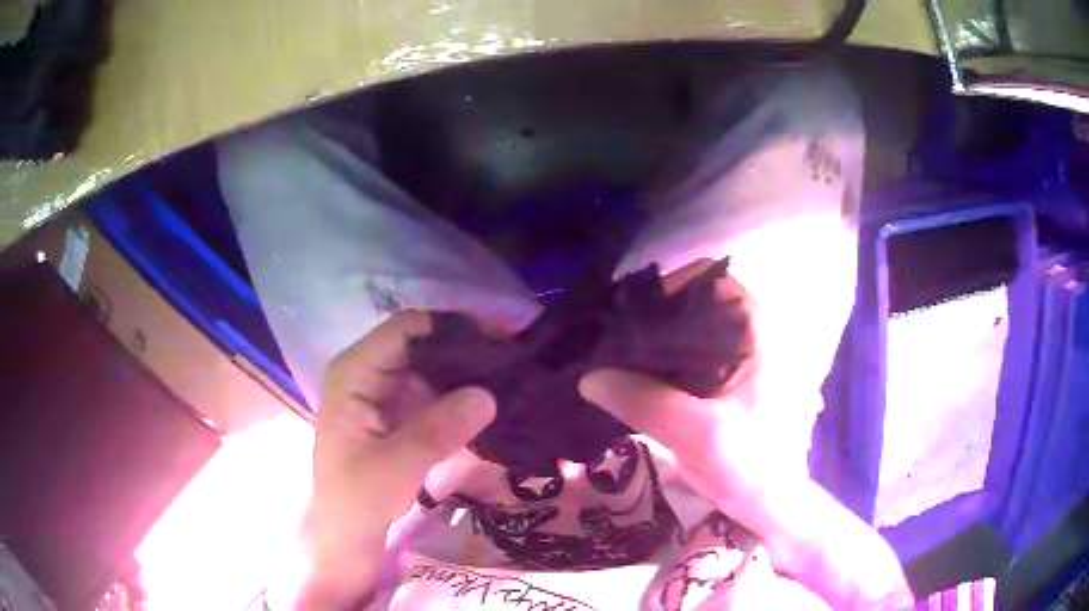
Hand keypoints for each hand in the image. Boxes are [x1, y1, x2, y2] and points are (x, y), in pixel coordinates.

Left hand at [301, 311, 495, 608]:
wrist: (348, 531)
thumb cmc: (357, 499)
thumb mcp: (395, 467)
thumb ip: (437, 430)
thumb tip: (488, 394)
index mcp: (354, 372)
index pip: (406, 328)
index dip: (451, 326)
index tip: (499, 338)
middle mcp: (368, 371)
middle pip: (422, 342)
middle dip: (466, 348)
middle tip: (514, 360)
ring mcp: (384, 390)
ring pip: (432, 365)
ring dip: (468, 371)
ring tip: (512, 376)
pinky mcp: (399, 410)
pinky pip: (435, 390)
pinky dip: (461, 393)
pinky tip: (492, 399)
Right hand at [579, 262, 913, 609]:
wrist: (771, 504)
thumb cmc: (751, 464)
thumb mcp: (699, 434)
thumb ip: (645, 402)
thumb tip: (588, 376)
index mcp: (761, 332)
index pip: (713, 281)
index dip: (671, 286)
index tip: (630, 309)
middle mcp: (753, 335)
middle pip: (698, 305)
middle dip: (656, 316)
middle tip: (612, 333)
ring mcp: (741, 359)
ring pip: (693, 333)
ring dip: (657, 342)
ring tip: (614, 353)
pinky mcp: (728, 383)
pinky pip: (691, 359)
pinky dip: (663, 364)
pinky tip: (632, 378)